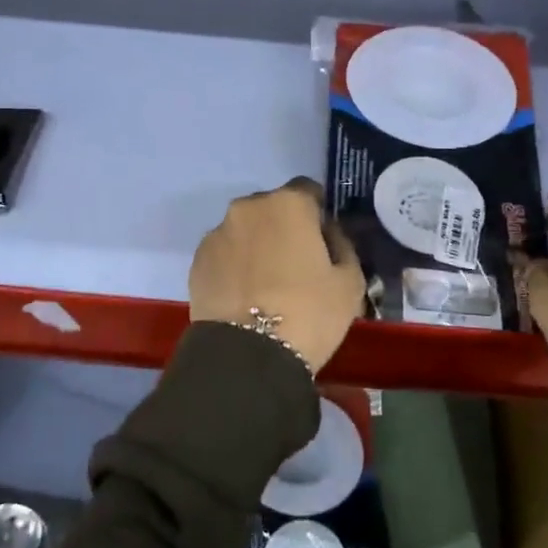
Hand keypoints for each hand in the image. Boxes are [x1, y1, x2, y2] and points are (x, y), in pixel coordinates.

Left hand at [190, 178, 367, 373]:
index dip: (318, 215)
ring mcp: (218, 233)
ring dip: (257, 246)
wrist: (247, 356)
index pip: (308, 191)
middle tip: (296, 266)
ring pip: (246, 231)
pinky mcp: (197, 261)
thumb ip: (343, 247)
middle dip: (285, 228)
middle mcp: (248, 208)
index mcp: (288, 204)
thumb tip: (329, 236)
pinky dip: (235, 266)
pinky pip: (225, 254)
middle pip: (273, 209)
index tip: (323, 243)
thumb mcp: (350, 282)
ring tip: (267, 286)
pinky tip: (245, 297)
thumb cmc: (308, 313)